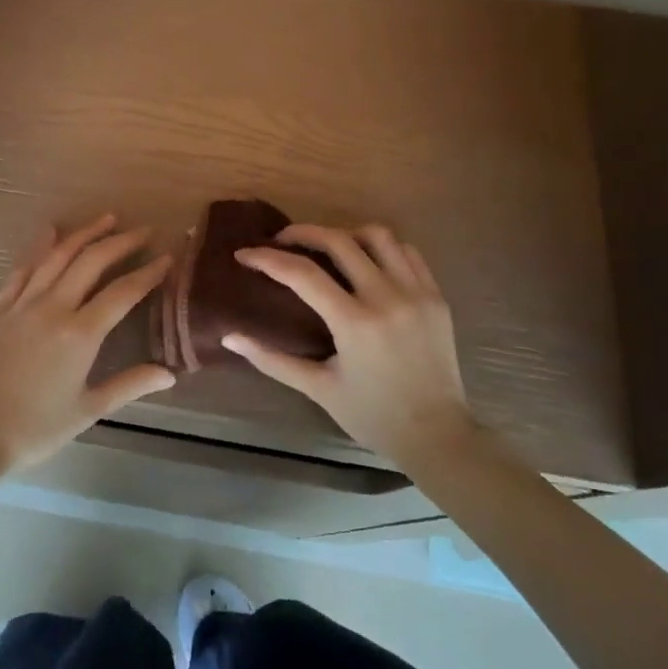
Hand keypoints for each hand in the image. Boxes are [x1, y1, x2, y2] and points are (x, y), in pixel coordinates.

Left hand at [0, 215, 175, 479]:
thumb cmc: (35, 428)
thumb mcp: (88, 410)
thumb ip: (130, 386)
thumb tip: (170, 374)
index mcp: (80, 334)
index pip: (122, 293)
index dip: (148, 273)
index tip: (167, 258)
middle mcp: (53, 307)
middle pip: (91, 262)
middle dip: (120, 242)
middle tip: (144, 230)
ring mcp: (22, 305)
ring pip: (57, 257)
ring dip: (83, 234)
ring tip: (106, 219)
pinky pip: (22, 270)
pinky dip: (38, 247)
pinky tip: (48, 231)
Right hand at [223, 224, 476, 470]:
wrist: (438, 435)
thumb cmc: (372, 415)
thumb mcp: (318, 388)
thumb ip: (271, 359)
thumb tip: (229, 338)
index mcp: (355, 323)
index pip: (303, 274)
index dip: (268, 259)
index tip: (244, 254)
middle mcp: (387, 298)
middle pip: (339, 241)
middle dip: (303, 233)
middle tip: (281, 240)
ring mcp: (417, 293)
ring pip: (378, 236)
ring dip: (345, 234)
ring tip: (326, 247)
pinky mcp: (436, 297)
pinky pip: (407, 253)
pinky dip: (381, 248)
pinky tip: (365, 260)